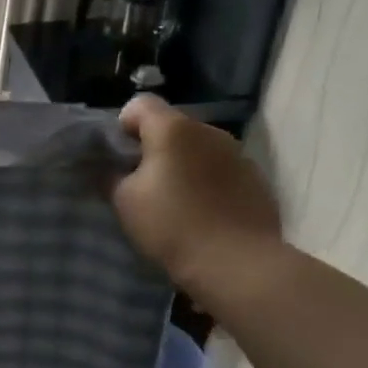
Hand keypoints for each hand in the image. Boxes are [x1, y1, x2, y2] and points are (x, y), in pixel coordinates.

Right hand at [110, 95, 282, 303]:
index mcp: (173, 129)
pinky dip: (206, 182)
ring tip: (173, 200)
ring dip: (181, 164)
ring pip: (197, 148)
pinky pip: (219, 169)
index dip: (123, 127)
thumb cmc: (172, 225)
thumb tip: (113, 169)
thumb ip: (112, 175)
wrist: (237, 263)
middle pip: (171, 126)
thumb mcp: (124, 201)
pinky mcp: (255, 179)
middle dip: (153, 147)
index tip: (118, 158)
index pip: (140, 104)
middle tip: (140, 184)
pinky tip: (201, 212)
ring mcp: (237, 154)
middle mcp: (209, 131)